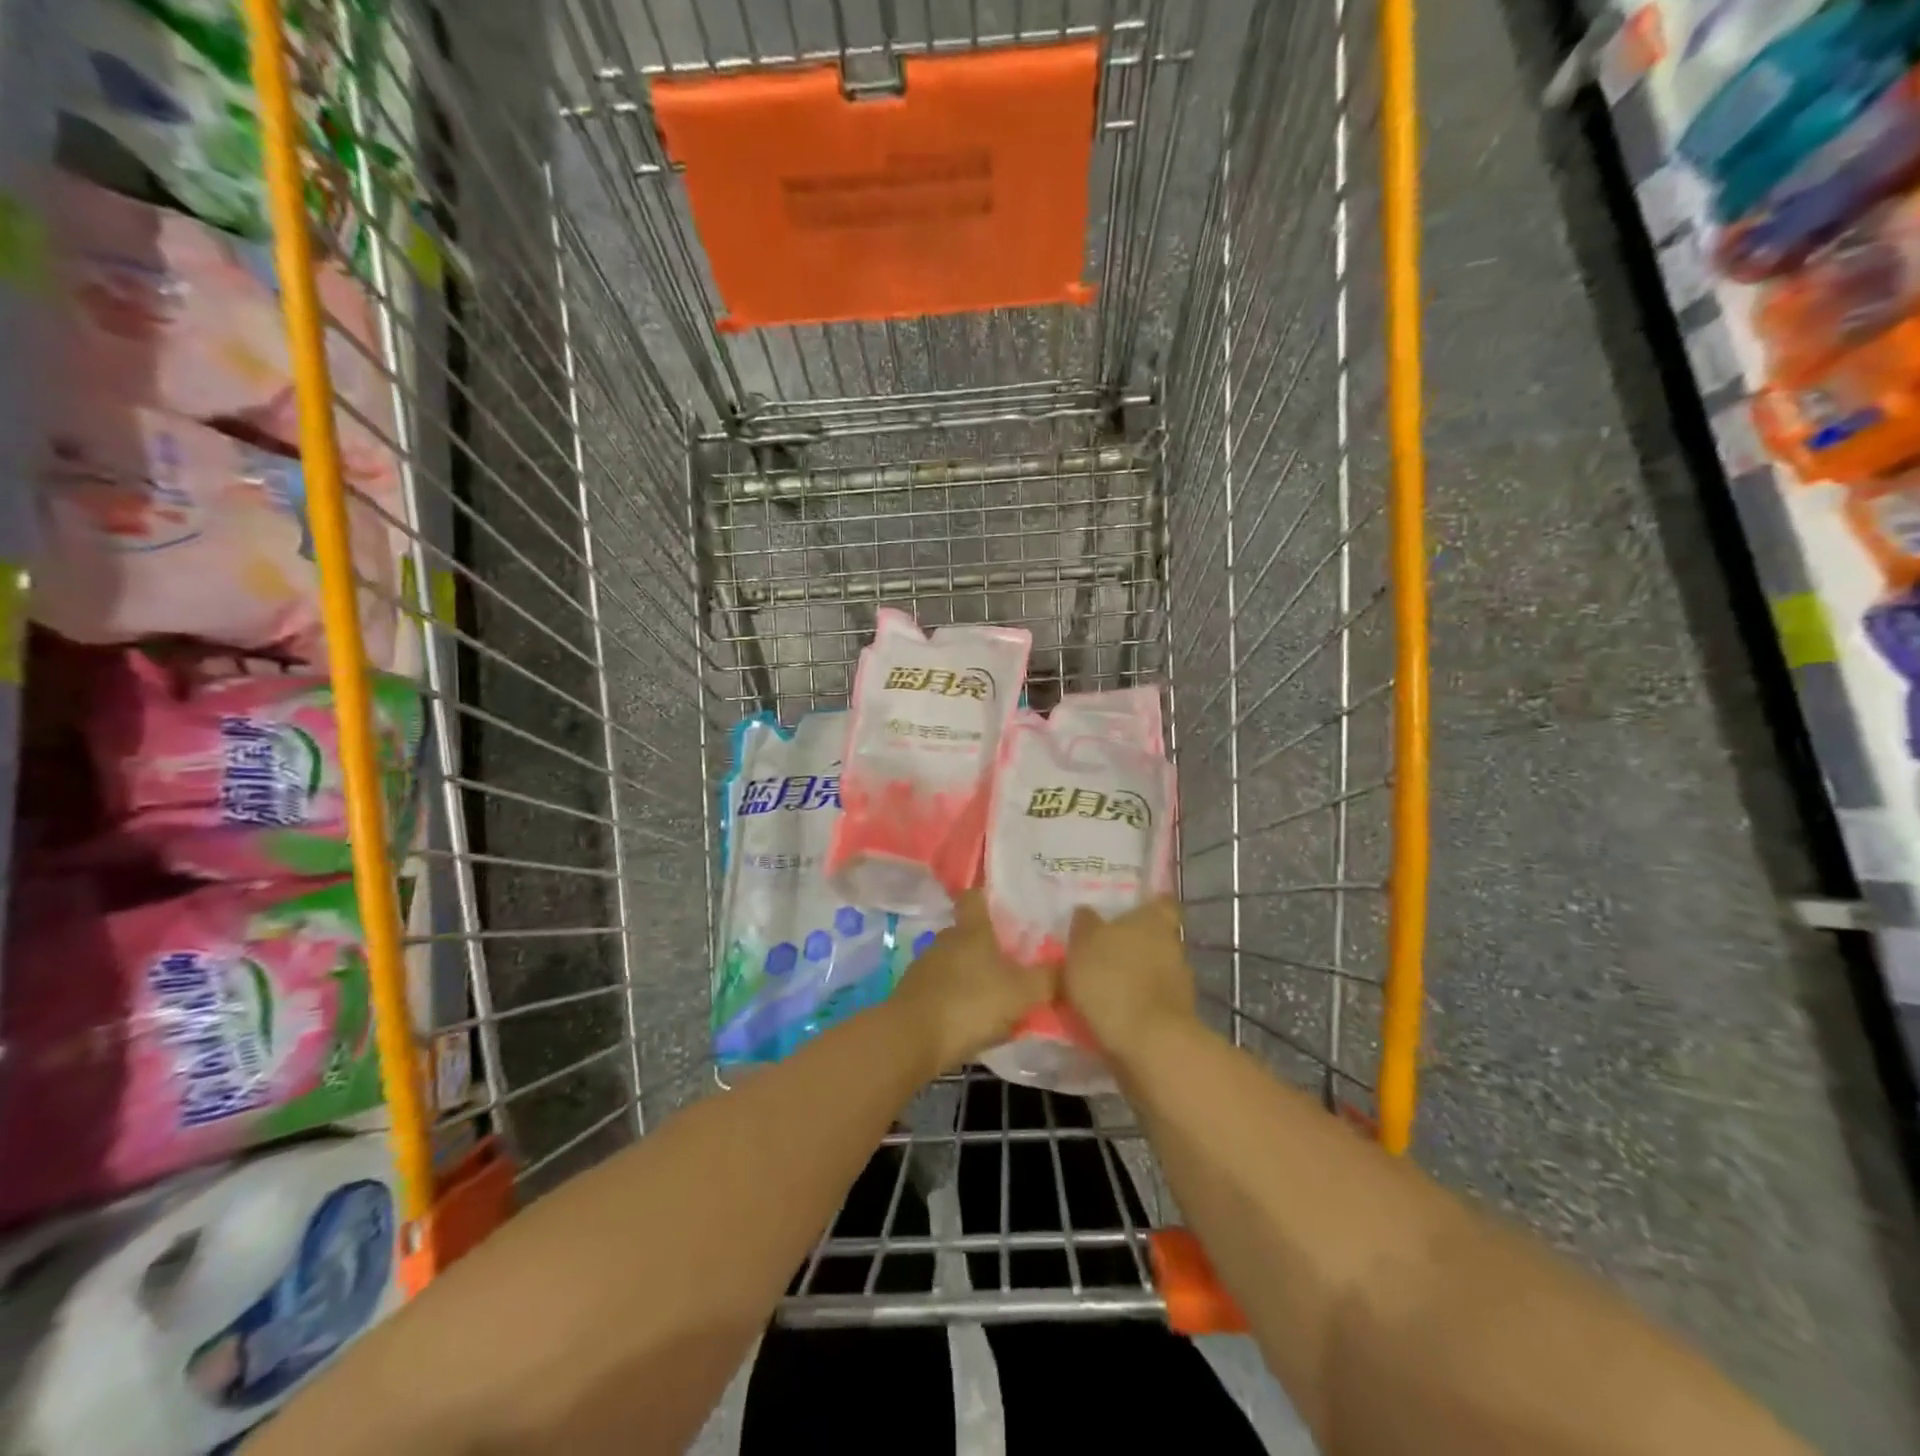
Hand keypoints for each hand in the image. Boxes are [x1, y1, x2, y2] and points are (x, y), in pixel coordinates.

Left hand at [891, 891, 1052, 1074]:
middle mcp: (945, 940)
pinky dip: (957, 999)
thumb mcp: (1023, 993)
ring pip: (956, 963)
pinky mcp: (914, 995)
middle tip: (1016, 962)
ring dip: (973, 975)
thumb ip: (1048, 978)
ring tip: (997, 996)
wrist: (911, 1039)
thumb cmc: (970, 1004)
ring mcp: (925, 967)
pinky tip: (972, 1020)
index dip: (988, 897)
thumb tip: (1069, 963)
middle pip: (968, 934)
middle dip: (989, 946)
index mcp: (972, 930)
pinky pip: (943, 989)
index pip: (975, 897)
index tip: (1005, 904)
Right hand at [1063, 898, 1196, 1067]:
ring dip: (1135, 977)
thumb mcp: (1083, 944)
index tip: (1129, 912)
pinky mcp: (1178, 1017)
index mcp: (1155, 920)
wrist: (1149, 1045)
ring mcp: (1180, 984)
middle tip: (1103, 953)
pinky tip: (1113, 1014)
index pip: (1160, 902)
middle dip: (1134, 945)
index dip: (1148, 905)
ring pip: (1155, 971)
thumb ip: (1086, 925)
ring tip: (1102, 988)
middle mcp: (1174, 946)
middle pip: (1156, 938)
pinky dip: (1137, 1005)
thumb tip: (1088, 912)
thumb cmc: (1113, 980)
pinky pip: (1152, 1002)